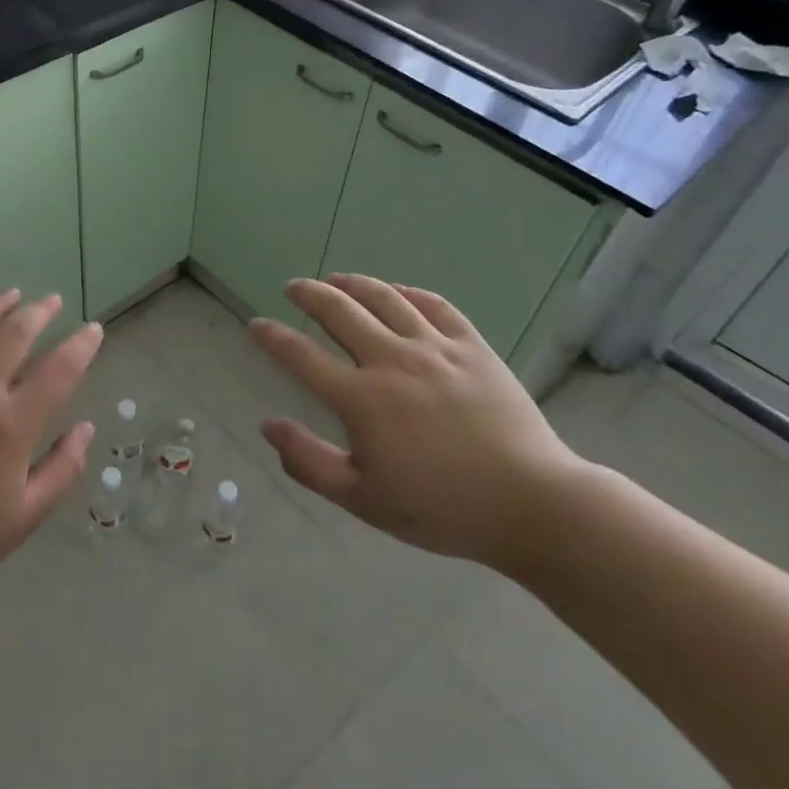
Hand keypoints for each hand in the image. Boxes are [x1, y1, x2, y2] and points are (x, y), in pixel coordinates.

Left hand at [0, 291, 102, 611]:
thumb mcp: (24, 517)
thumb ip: (62, 469)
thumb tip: (86, 428)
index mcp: (11, 425)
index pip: (59, 370)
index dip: (81, 345)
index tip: (93, 329)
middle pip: (13, 334)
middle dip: (39, 312)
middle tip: (52, 302)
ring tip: (10, 296)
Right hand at [249, 273, 586, 570]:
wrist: (532, 504)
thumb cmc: (441, 509)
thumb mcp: (362, 499)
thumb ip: (308, 462)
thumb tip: (268, 426)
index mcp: (362, 399)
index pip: (301, 356)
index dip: (273, 337)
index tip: (256, 324)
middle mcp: (392, 361)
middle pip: (339, 311)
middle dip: (309, 294)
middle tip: (294, 287)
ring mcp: (436, 348)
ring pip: (385, 298)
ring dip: (354, 283)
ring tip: (337, 279)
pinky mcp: (473, 347)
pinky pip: (435, 305)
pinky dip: (409, 292)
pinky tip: (398, 292)